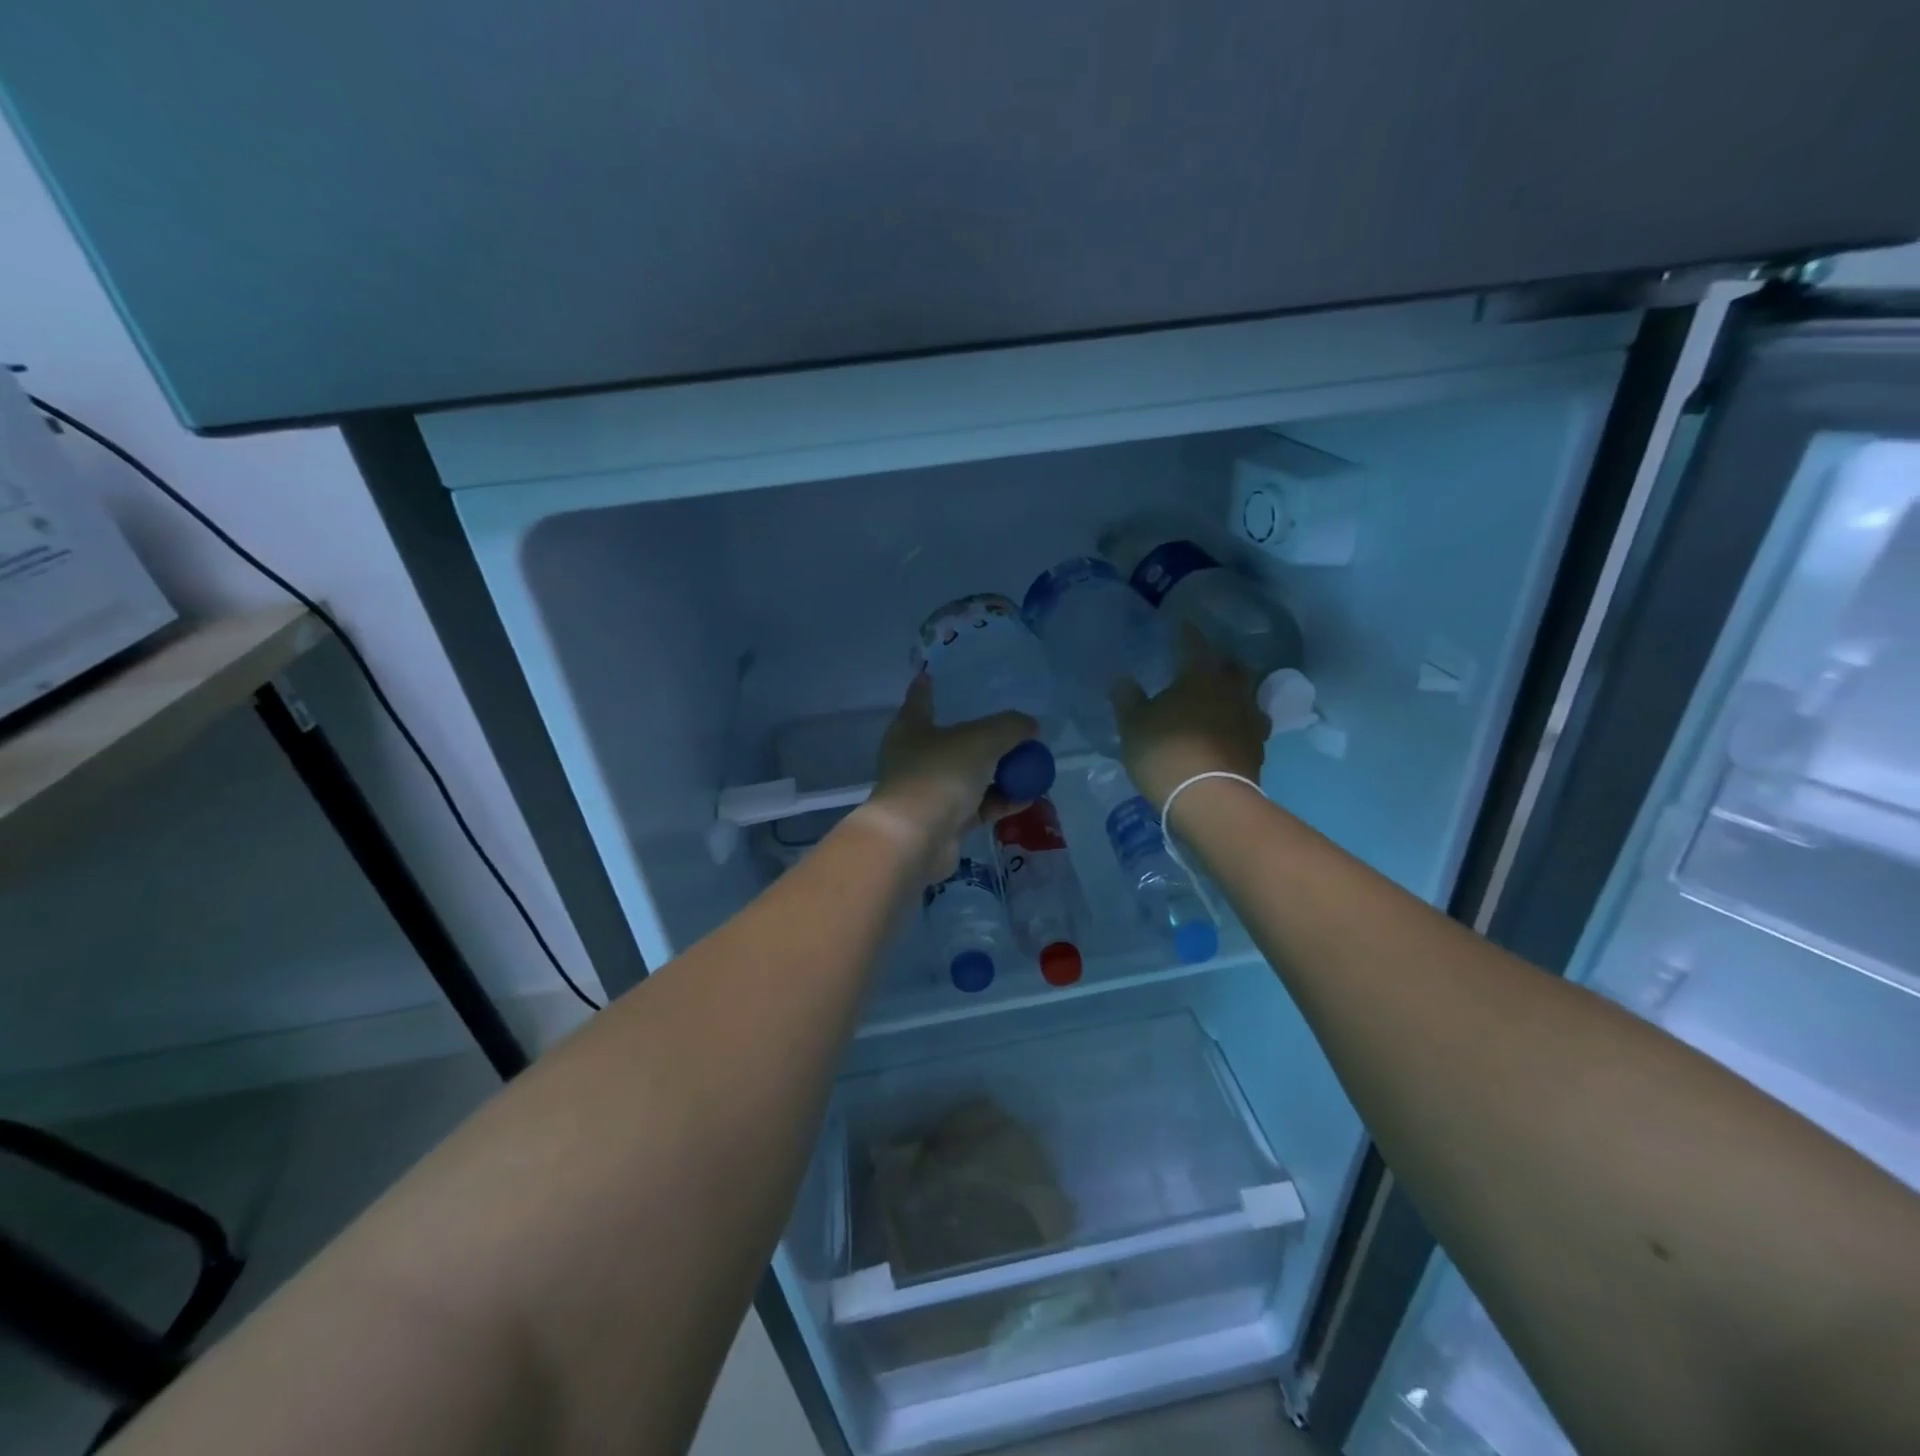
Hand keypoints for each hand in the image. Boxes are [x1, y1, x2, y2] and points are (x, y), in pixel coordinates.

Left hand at [862, 673, 1037, 879]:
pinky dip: (1001, 800)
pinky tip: (1028, 796)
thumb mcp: (982, 739)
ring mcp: (931, 792)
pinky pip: (979, 805)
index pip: (920, 700)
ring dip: (1000, 773)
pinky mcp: (945, 822)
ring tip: (1032, 766)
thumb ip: (1011, 727)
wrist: (916, 838)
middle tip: (1015, 730)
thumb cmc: (940, 774)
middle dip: (984, 738)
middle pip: (955, 741)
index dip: (926, 688)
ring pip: (971, 776)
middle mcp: (917, 758)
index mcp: (911, 729)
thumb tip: (1031, 726)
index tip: (929, 675)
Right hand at [1112, 629, 1268, 808]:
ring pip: (1249, 697)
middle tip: (1206, 667)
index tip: (1182, 625)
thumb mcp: (1133, 726)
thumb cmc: (1165, 753)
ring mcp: (1250, 721)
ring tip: (1223, 701)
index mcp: (1200, 677)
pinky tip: (1230, 734)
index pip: (1195, 645)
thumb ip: (1128, 700)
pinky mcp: (1258, 751)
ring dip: (1237, 695)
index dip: (1187, 634)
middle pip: (1233, 668)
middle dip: (1221, 664)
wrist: (1209, 800)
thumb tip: (1123, 680)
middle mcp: (1232, 692)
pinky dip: (1240, 726)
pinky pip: (1251, 728)